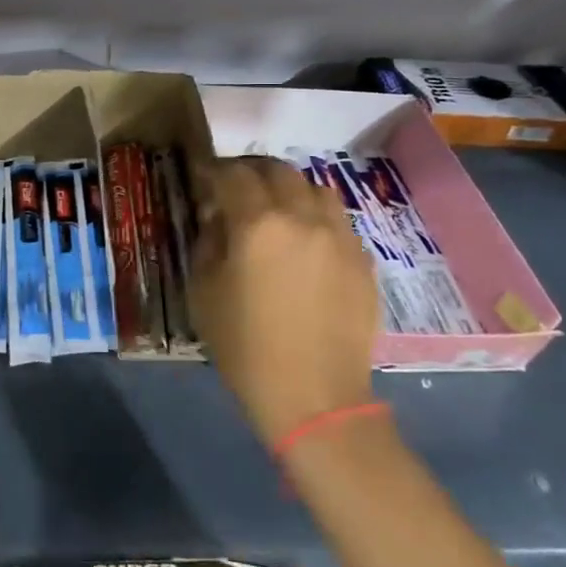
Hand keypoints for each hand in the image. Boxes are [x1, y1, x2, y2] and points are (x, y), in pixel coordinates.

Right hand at [190, 156, 378, 442]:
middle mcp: (303, 217)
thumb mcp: (203, 292)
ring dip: (290, 190)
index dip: (213, 172)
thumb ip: (208, 242)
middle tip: (237, 190)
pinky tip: (305, 243)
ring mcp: (339, 236)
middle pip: (278, 170)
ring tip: (277, 210)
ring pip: (316, 188)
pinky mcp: (362, 259)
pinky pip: (338, 221)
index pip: (233, 175)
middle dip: (252, 173)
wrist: (314, 395)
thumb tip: (217, 218)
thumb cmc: (246, 347)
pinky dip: (316, 218)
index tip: (203, 179)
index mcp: (257, 224)